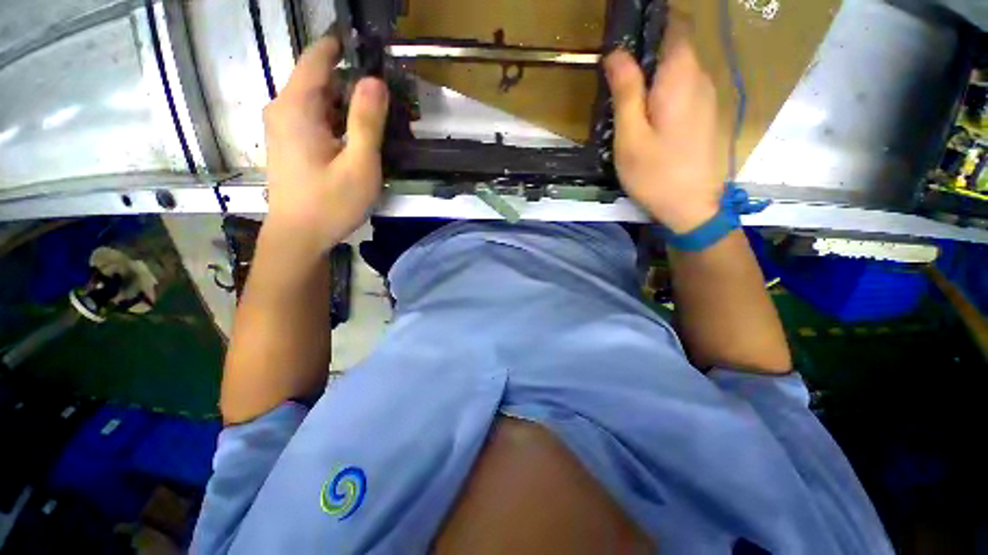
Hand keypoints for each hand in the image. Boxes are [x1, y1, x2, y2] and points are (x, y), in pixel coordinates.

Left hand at [262, 35, 388, 252]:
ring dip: (347, 105)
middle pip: (320, 79)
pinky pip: (315, 119)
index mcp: (297, 107)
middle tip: (388, 99)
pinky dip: (337, 121)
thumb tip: (374, 80)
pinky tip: (357, 140)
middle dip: (353, 83)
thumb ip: (367, 122)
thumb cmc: (330, 204)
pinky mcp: (289, 143)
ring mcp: (284, 127)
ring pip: (319, 101)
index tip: (371, 49)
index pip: (318, 57)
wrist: (298, 237)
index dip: (343, 47)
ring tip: (379, 122)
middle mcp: (284, 109)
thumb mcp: (358, 165)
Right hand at [603, 15, 721, 233]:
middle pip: (678, 46)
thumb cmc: (655, 174)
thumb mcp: (631, 136)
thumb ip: (626, 91)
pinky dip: (666, 90)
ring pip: (682, 69)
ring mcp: (709, 98)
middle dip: (649, 50)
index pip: (677, 26)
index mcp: (681, 78)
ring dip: (656, 73)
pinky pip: (687, 88)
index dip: (654, 20)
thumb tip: (616, 54)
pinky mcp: (707, 115)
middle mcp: (702, 79)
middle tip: (618, 76)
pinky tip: (650, 116)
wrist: (692, 207)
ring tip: (629, 99)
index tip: (627, 34)